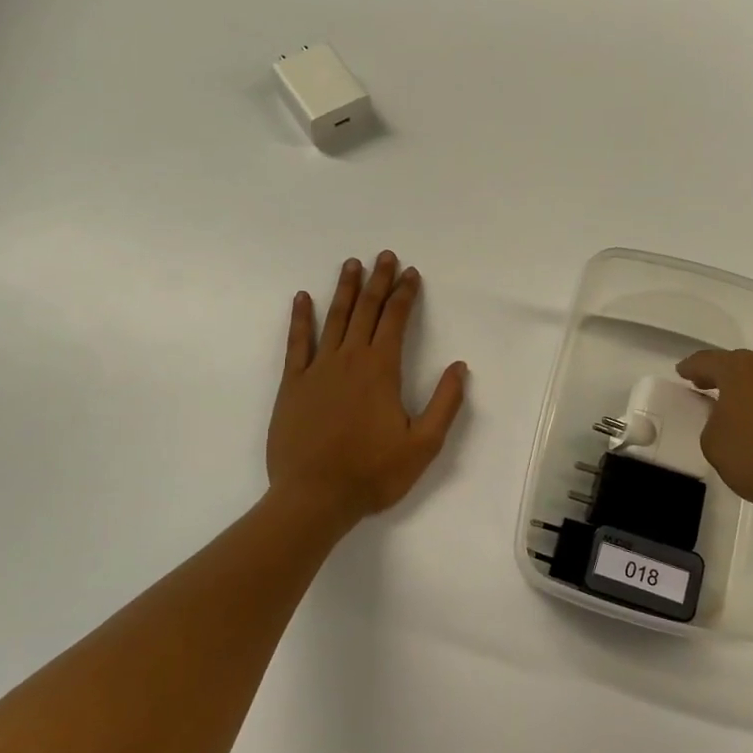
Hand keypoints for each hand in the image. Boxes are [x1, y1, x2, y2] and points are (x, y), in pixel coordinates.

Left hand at [267, 252, 468, 529]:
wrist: (314, 497)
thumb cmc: (373, 473)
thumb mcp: (423, 445)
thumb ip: (445, 403)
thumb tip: (460, 367)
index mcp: (381, 370)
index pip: (395, 320)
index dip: (405, 294)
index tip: (411, 273)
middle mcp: (349, 359)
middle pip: (366, 310)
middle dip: (378, 281)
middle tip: (385, 256)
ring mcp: (317, 369)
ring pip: (334, 318)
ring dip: (345, 289)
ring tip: (351, 264)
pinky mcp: (292, 384)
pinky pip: (297, 342)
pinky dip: (300, 318)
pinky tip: (302, 298)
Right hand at [676, 349, 752, 524]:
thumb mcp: (715, 446)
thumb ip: (713, 426)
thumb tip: (726, 421)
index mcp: (738, 369)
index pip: (707, 361)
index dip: (691, 367)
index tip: (682, 372)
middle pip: (740, 365)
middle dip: (723, 376)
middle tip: (707, 386)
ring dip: (751, 393)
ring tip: (739, 411)